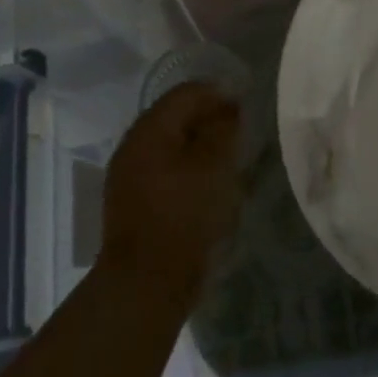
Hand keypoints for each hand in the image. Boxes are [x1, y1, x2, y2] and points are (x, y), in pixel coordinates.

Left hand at [99, 83, 241, 311]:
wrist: (146, 284)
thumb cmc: (184, 216)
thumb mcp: (215, 166)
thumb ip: (224, 130)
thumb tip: (228, 110)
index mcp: (149, 129)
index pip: (187, 93)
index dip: (220, 94)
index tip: (248, 109)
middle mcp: (133, 145)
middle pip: (176, 116)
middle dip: (210, 119)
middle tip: (241, 134)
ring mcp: (129, 175)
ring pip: (171, 144)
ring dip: (200, 145)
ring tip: (230, 160)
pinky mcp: (134, 202)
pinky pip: (165, 169)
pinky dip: (189, 168)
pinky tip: (208, 185)